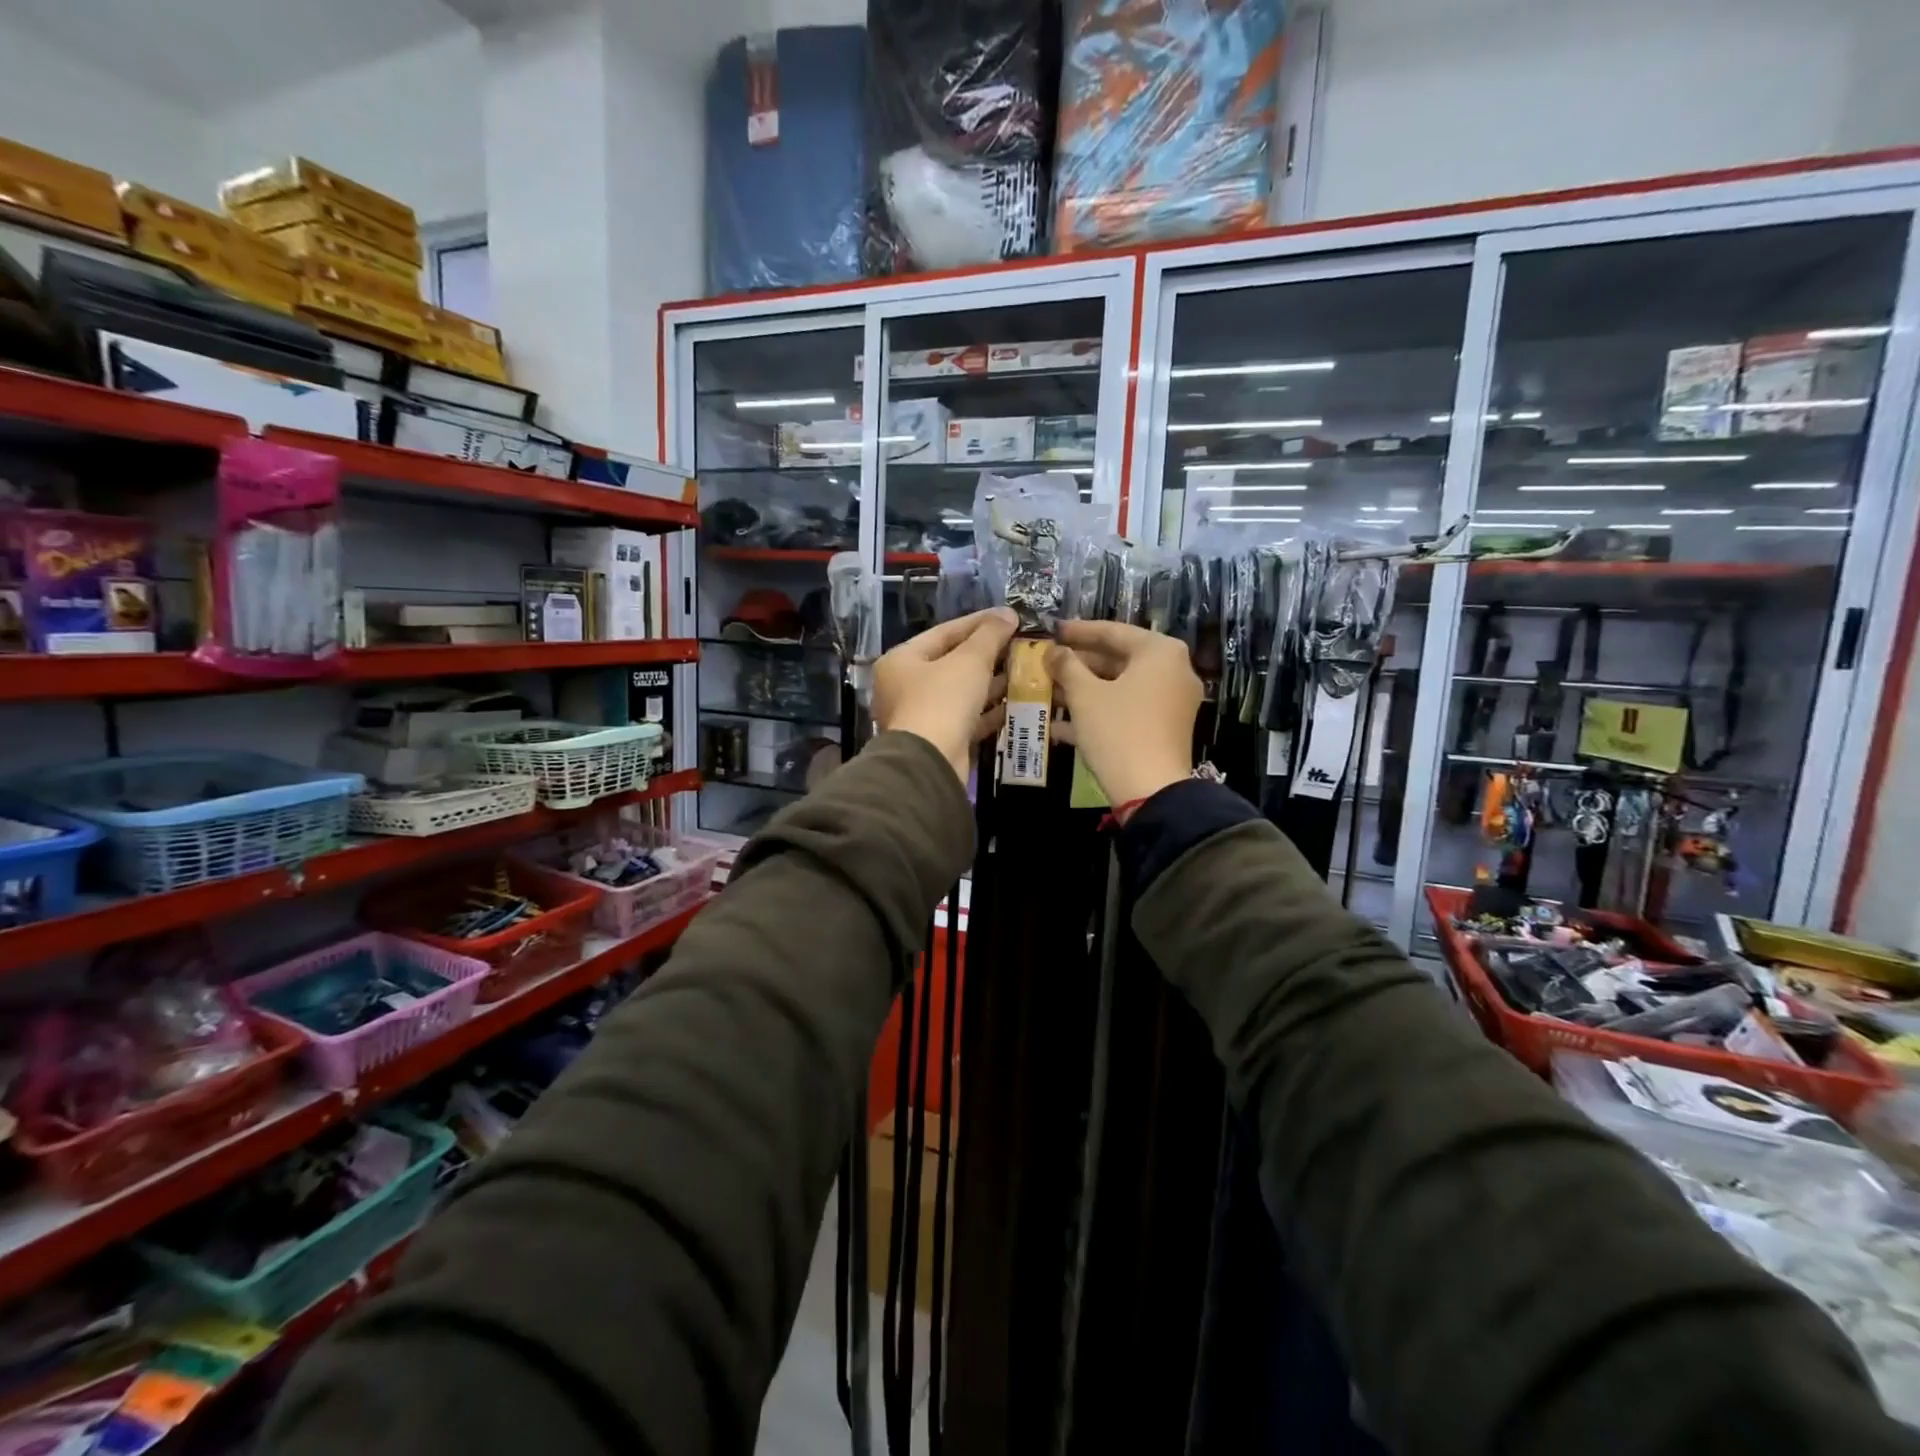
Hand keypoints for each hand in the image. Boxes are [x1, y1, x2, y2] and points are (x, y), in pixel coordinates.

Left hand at [874, 608, 1018, 781]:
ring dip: (992, 682)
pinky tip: (1017, 702)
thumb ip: (990, 635)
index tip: (1009, 617)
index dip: (979, 622)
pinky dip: (990, 710)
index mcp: (902, 660)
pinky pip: (968, 718)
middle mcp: (905, 686)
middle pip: (952, 662)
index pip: (944, 632)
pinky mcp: (940, 739)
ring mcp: (922, 715)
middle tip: (1021, 644)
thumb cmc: (942, 701)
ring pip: (962, 692)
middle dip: (988, 654)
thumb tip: (1008, 614)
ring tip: (1025, 670)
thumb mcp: (969, 660)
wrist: (930, 763)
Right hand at [1046, 621, 1200, 806]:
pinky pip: (1126, 710)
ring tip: (1047, 692)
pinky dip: (1097, 713)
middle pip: (1117, 660)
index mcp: (1160, 652)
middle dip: (1078, 665)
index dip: (1078, 631)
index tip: (1052, 630)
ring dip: (1083, 691)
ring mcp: (1170, 702)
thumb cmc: (1117, 730)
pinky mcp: (1163, 729)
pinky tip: (1059, 726)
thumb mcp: (1084, 694)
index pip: (1113, 631)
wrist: (1151, 791)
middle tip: (1047, 664)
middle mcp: (1172, 671)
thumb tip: (1053, 652)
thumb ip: (1066, 665)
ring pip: (1119, 688)